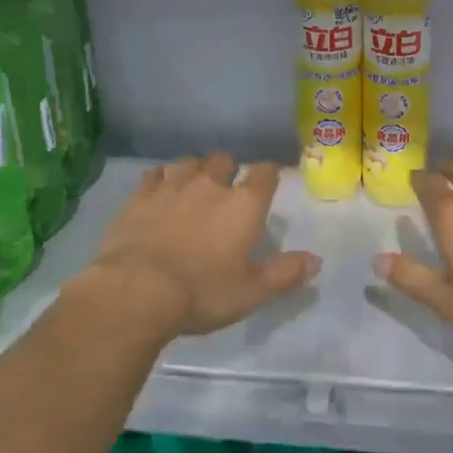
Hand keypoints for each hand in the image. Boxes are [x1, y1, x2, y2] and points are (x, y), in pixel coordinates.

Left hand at [88, 154, 319, 338]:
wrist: (136, 291)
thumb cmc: (201, 293)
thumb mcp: (251, 292)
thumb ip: (285, 274)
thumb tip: (315, 261)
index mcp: (244, 204)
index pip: (265, 173)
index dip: (269, 174)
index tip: (270, 180)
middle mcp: (210, 184)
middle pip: (224, 160)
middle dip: (229, 169)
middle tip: (227, 189)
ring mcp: (172, 185)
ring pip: (189, 162)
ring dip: (195, 170)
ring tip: (194, 185)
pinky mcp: (140, 195)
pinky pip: (155, 174)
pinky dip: (162, 178)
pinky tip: (160, 189)